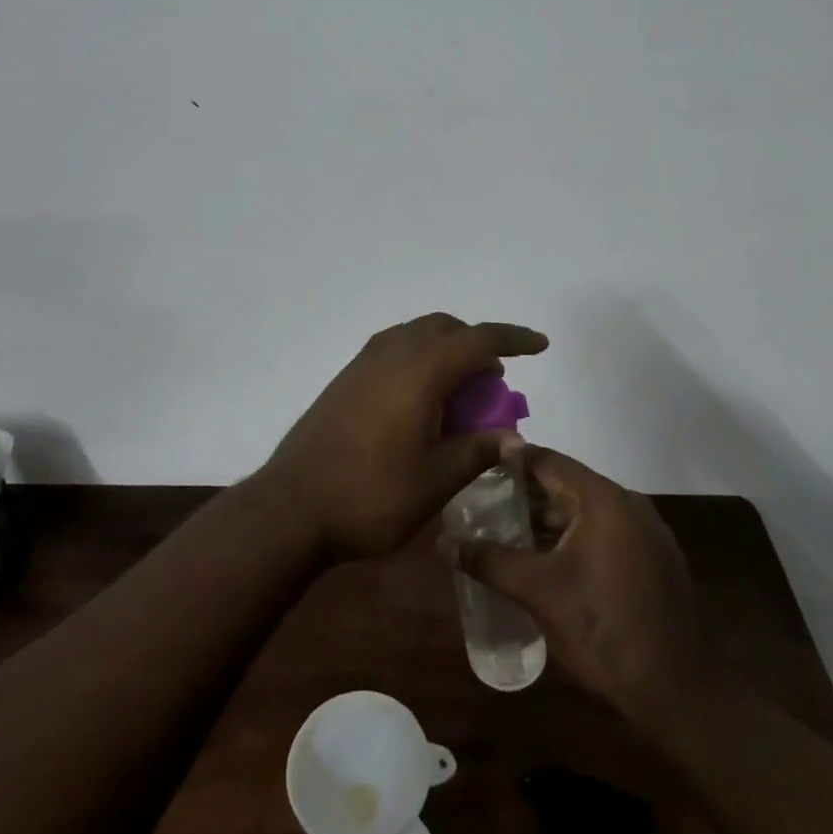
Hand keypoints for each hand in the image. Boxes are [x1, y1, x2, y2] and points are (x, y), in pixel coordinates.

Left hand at [261, 313, 548, 558]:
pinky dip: (419, 357)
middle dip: (476, 342)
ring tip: (461, 387)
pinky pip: (394, 348)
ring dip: (445, 347)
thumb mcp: (434, 482)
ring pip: (416, 334)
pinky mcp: (346, 377)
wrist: (292, 506)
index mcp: (420, 371)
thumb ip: (476, 452)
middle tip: (494, 379)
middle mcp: (393, 353)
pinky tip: (421, 396)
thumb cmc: (370, 496)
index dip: (513, 338)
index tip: (540, 344)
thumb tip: (513, 439)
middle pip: (444, 327)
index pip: (477, 339)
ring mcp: (364, 362)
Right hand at [457, 447, 698, 718]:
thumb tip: (443, 543)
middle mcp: (631, 504)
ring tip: (515, 535)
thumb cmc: (600, 628)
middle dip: (530, 496)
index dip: (512, 461)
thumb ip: (488, 560)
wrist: (673, 692)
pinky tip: (556, 563)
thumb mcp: (536, 591)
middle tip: (490, 506)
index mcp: (604, 499)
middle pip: (570, 486)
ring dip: (554, 521)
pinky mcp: (659, 561)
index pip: (549, 462)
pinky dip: (581, 538)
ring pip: (590, 512)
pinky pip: (610, 533)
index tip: (480, 466)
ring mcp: (651, 533)